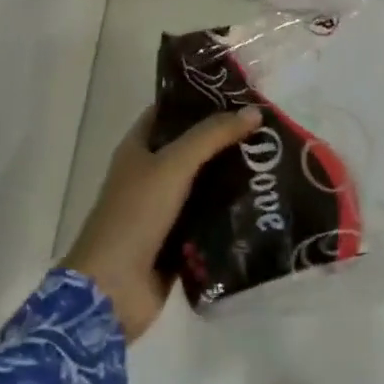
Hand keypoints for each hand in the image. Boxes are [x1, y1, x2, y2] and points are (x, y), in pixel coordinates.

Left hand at [63, 104, 261, 342]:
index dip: (200, 99)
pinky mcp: (177, 241)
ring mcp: (163, 209)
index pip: (170, 111)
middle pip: (192, 147)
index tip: (238, 93)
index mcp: (138, 148)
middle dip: (225, 139)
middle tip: (266, 129)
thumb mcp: (173, 165)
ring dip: (232, 176)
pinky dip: (230, 212)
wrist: (111, 291)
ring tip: (272, 162)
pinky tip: (262, 202)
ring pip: (204, 184)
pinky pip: (209, 218)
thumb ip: (213, 135)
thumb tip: (254, 111)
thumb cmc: (135, 215)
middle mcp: (149, 174)